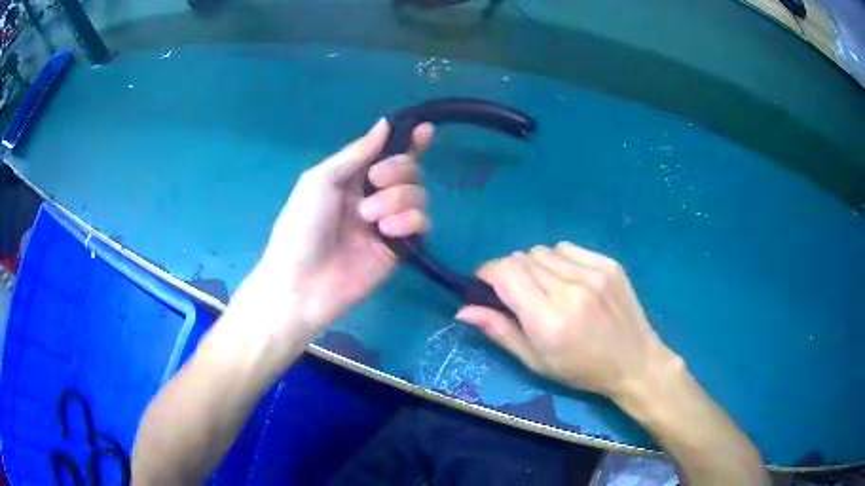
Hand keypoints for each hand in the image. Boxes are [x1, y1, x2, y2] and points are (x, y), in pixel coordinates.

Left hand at [251, 118, 433, 336]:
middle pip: (410, 170)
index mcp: (353, 178)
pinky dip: (409, 221)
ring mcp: (389, 223)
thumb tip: (385, 123)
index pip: (389, 154)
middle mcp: (375, 197)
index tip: (425, 130)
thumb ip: (356, 153)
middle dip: (398, 170)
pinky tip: (387, 231)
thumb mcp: (321, 180)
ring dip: (398, 198)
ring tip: (369, 217)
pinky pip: (422, 224)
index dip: (409, 141)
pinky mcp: (401, 249)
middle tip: (375, 181)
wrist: (302, 282)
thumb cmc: (301, 226)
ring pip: (419, 195)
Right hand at [456, 242, 678, 398]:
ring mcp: (593, 273)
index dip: (487, 273)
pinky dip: (559, 260)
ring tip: (547, 289)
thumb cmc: (581, 370)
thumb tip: (462, 310)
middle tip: (519, 295)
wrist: (634, 362)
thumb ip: (500, 331)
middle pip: (521, 259)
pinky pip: (568, 248)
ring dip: (534, 266)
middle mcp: (570, 290)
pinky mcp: (608, 264)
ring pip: (543, 251)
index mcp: (548, 320)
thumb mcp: (536, 361)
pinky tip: (569, 281)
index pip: (505, 274)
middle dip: (510, 272)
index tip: (485, 284)